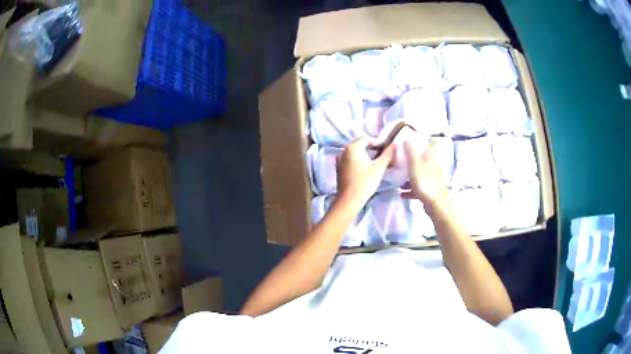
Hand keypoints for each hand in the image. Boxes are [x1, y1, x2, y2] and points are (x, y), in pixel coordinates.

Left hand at [336, 137, 395, 209]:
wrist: (349, 200)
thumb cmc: (365, 182)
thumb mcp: (379, 167)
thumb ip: (388, 154)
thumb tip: (395, 144)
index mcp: (352, 147)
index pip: (367, 138)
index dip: (377, 142)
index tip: (386, 150)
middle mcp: (343, 150)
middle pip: (360, 144)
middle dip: (371, 148)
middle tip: (382, 156)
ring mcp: (339, 160)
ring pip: (355, 152)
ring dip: (365, 155)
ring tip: (375, 163)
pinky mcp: (339, 168)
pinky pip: (350, 159)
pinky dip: (358, 161)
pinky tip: (365, 169)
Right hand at [402, 139, 449, 209]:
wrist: (435, 203)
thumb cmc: (425, 180)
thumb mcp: (414, 163)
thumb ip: (410, 149)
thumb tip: (407, 135)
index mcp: (432, 155)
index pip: (433, 141)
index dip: (425, 138)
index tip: (414, 138)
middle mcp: (434, 164)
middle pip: (425, 156)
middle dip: (414, 156)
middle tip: (402, 156)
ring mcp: (433, 177)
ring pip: (421, 171)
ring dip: (411, 173)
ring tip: (399, 175)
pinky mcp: (430, 188)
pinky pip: (419, 185)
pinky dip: (410, 188)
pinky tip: (401, 192)